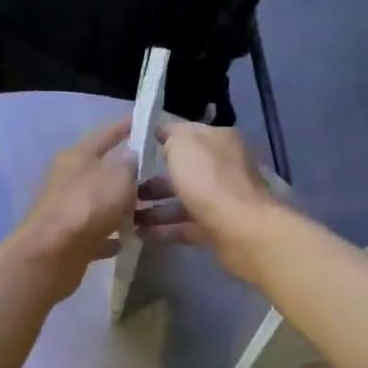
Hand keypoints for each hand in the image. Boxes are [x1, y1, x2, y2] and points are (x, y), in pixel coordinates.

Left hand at [7, 117, 137, 301]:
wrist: (51, 255)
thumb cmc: (86, 206)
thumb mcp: (117, 177)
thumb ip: (129, 164)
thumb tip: (131, 157)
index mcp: (77, 157)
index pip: (105, 134)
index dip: (125, 127)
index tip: (144, 119)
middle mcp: (70, 180)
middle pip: (104, 172)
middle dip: (129, 174)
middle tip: (158, 175)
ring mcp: (69, 210)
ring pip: (102, 204)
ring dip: (123, 208)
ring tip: (150, 211)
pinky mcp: (70, 239)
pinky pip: (98, 233)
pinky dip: (112, 235)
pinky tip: (129, 240)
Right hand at [135, 123, 282, 285]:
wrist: (242, 230)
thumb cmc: (209, 180)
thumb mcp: (183, 145)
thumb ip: (171, 135)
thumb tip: (164, 134)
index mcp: (219, 141)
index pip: (187, 134)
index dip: (161, 139)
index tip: (134, 150)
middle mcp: (223, 167)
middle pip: (184, 171)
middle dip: (153, 180)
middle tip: (125, 189)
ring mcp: (222, 200)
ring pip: (183, 200)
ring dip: (155, 208)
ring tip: (126, 215)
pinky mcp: (218, 229)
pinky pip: (186, 226)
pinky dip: (164, 229)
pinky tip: (140, 234)